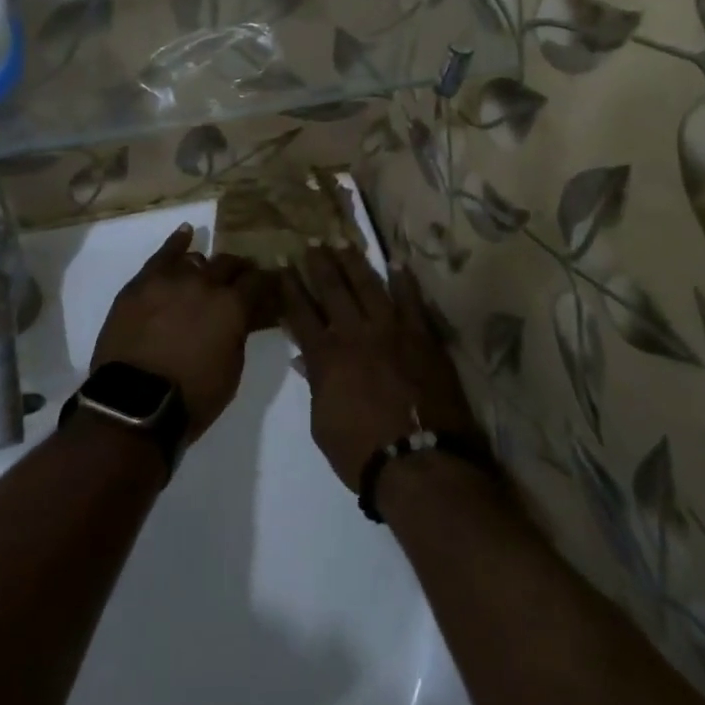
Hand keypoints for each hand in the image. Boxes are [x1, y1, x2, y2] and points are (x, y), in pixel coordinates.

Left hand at [91, 224, 274, 442]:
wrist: (134, 404)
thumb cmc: (192, 398)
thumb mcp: (231, 371)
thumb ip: (238, 334)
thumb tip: (241, 317)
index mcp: (232, 306)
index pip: (258, 282)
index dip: (266, 282)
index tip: (270, 284)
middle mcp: (205, 283)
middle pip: (228, 264)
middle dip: (239, 270)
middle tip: (241, 279)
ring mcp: (171, 279)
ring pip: (196, 260)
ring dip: (206, 266)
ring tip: (208, 271)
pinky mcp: (142, 283)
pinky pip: (162, 255)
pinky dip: (177, 242)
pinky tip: (186, 233)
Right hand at [280, 246, 480, 491]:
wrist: (420, 462)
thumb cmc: (363, 453)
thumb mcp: (323, 425)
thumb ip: (315, 386)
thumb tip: (303, 359)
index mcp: (325, 356)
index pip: (301, 313)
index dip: (290, 287)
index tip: (282, 263)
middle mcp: (354, 334)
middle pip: (332, 289)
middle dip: (319, 264)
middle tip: (312, 241)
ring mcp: (390, 331)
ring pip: (368, 285)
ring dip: (353, 262)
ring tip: (343, 241)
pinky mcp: (422, 336)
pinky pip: (411, 300)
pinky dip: (403, 280)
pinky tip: (396, 262)